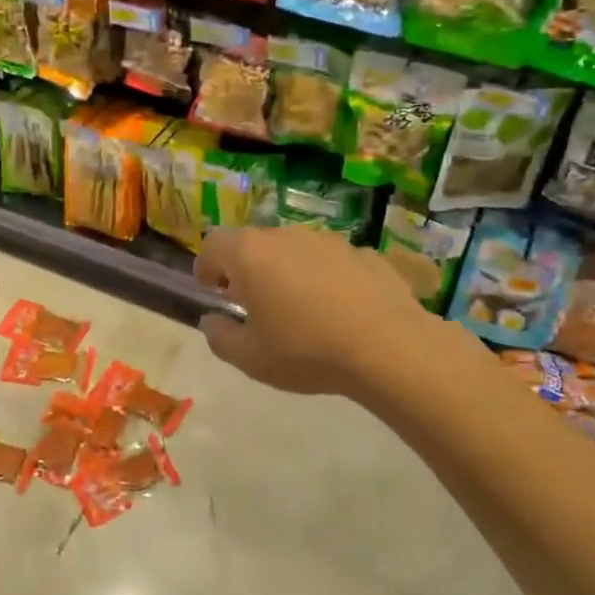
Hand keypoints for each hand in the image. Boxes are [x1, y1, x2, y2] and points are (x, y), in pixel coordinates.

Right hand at [194, 226, 475, 398]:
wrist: (387, 347)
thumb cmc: (305, 350)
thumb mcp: (250, 358)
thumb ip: (220, 337)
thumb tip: (212, 321)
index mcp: (250, 254)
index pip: (213, 244)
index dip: (206, 266)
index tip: (213, 291)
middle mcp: (286, 236)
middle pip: (254, 243)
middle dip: (247, 269)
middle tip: (252, 304)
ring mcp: (329, 241)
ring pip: (295, 250)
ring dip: (288, 271)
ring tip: (299, 310)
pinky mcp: (365, 253)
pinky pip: (332, 262)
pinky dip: (326, 279)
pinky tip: (339, 312)